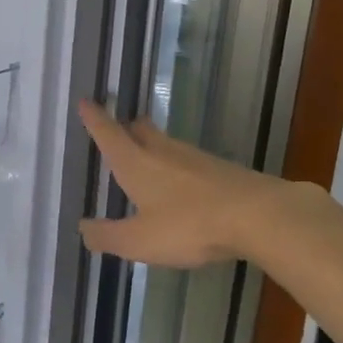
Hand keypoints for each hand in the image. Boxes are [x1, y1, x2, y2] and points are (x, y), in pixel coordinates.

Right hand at [77, 100, 270, 267]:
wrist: (260, 216)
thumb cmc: (189, 225)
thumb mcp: (139, 240)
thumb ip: (108, 236)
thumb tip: (82, 229)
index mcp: (136, 164)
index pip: (109, 134)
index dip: (95, 119)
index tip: (86, 101)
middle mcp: (163, 152)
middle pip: (141, 130)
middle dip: (126, 127)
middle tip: (119, 128)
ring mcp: (196, 158)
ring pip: (166, 144)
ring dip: (152, 145)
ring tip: (146, 156)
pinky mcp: (222, 169)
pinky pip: (190, 162)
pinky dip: (177, 167)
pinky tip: (182, 184)